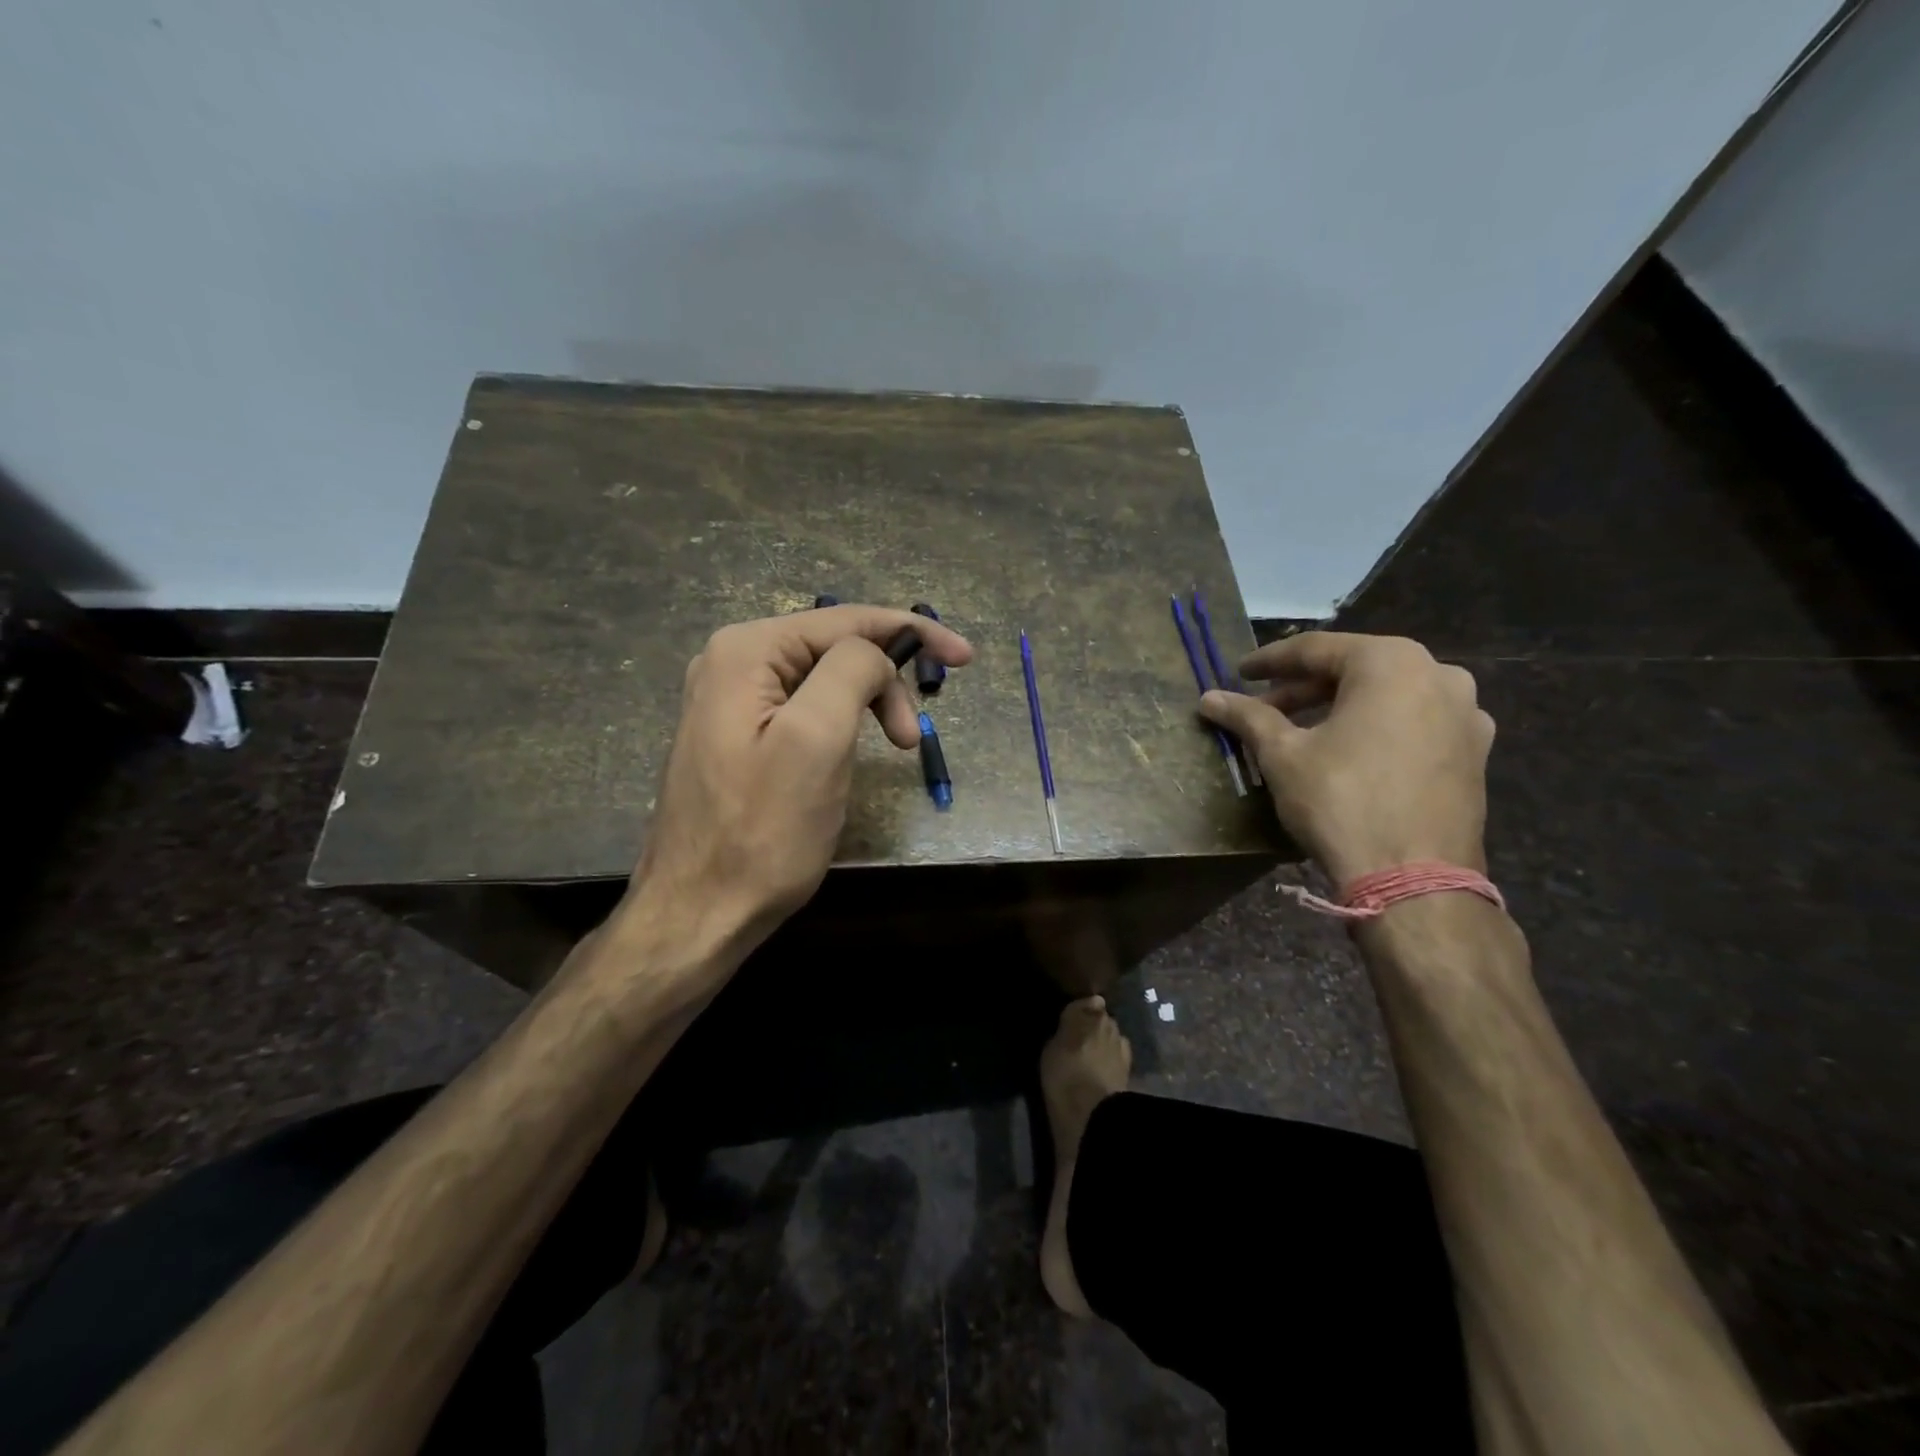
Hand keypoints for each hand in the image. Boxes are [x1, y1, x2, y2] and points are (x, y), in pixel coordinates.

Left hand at [622, 605, 972, 957]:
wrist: (699, 912)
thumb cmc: (763, 830)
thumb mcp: (817, 740)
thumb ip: (851, 671)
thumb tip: (875, 653)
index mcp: (746, 651)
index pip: (846, 620)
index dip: (912, 631)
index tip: (966, 657)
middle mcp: (731, 663)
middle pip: (834, 647)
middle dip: (885, 680)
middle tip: (910, 739)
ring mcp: (730, 702)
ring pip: (823, 680)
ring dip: (868, 704)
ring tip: (893, 748)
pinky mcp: (738, 737)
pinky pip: (804, 708)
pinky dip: (843, 722)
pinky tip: (852, 750)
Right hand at [1198, 632, 1493, 886]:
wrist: (1414, 878)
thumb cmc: (1341, 801)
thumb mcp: (1283, 755)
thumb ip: (1248, 717)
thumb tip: (1209, 698)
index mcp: (1391, 663)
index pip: (1316, 649)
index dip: (1270, 661)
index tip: (1238, 673)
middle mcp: (1438, 675)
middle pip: (1355, 670)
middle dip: (1304, 688)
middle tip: (1263, 708)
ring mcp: (1466, 714)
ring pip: (1387, 696)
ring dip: (1340, 707)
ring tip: (1302, 731)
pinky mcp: (1475, 752)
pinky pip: (1414, 723)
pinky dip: (1376, 727)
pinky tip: (1351, 751)